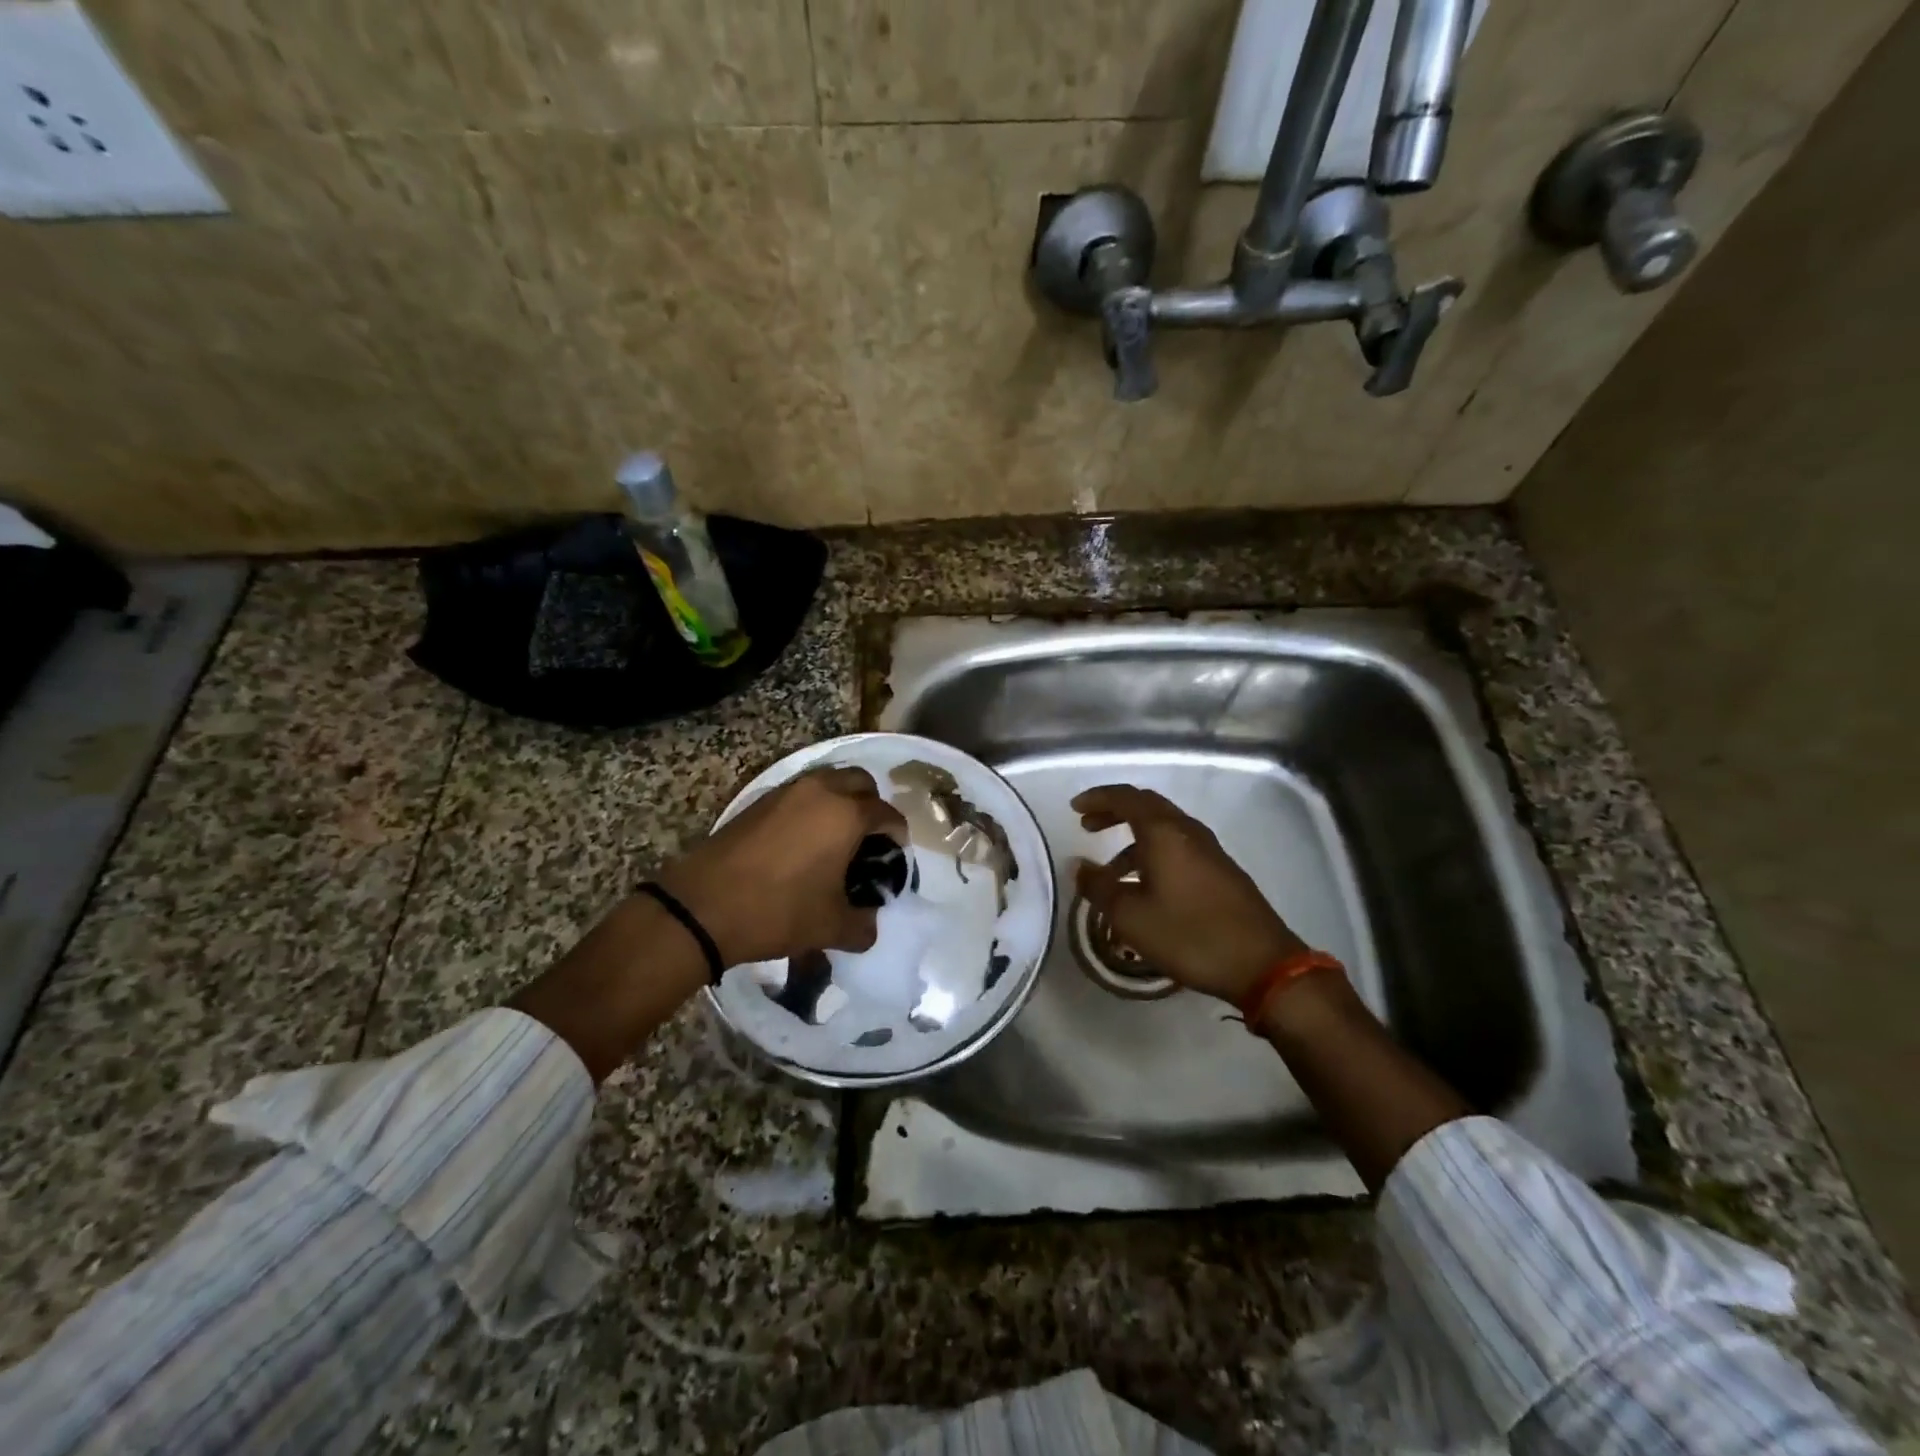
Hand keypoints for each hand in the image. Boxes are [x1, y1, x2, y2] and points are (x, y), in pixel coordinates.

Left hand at [657, 766, 906, 965]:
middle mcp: (820, 791)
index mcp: (846, 814)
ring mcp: (786, 792)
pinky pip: (799, 793)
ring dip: (840, 801)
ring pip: (828, 781)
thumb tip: (870, 924)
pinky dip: (812, 807)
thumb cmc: (777, 911)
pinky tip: (803, 842)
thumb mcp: (830, 928)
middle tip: (868, 839)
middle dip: (871, 805)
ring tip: (836, 839)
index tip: (895, 856)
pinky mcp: (759, 801)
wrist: (702, 907)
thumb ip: (863, 926)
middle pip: (861, 781)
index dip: (897, 834)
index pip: (887, 813)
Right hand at [1073, 784, 1308, 1006]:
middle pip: (1146, 806)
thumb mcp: (1131, 917)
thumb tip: (1080, 866)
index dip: (1097, 798)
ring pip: (1163, 829)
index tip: (1074, 808)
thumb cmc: (1189, 934)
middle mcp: (1187, 831)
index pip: (1125, 798)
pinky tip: (1145, 887)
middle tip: (1088, 826)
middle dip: (1114, 812)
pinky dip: (1153, 853)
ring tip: (1110, 871)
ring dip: (1133, 838)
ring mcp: (1209, 850)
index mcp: (1164, 832)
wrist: (1262, 963)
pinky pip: (1178, 847)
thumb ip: (1100, 888)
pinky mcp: (1221, 870)